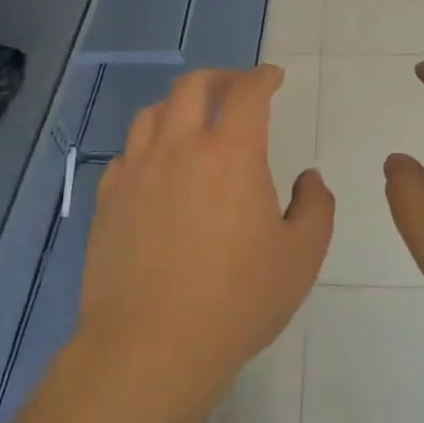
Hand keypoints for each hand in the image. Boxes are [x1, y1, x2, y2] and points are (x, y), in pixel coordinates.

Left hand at [79, 66, 333, 395]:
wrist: (151, 345)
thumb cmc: (236, 301)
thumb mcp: (300, 257)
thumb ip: (315, 207)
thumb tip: (309, 178)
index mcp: (230, 154)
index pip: (247, 92)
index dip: (263, 77)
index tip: (273, 78)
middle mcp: (179, 148)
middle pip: (193, 87)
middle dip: (220, 78)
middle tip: (236, 89)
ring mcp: (136, 171)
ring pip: (152, 113)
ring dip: (179, 105)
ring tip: (193, 121)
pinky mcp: (108, 198)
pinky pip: (127, 152)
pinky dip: (148, 144)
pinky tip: (157, 167)